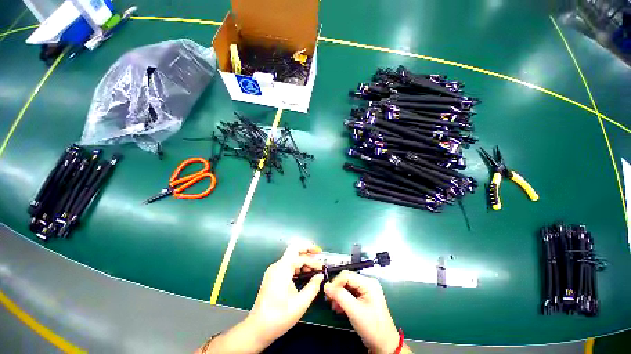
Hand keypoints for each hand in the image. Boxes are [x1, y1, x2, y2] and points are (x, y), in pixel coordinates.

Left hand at [247, 242, 324, 347]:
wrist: (258, 329)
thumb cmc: (279, 317)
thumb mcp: (300, 303)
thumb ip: (313, 287)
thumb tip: (320, 276)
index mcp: (282, 269)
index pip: (301, 258)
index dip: (313, 262)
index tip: (322, 269)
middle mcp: (277, 266)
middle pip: (294, 249)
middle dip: (307, 249)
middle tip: (318, 253)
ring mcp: (274, 270)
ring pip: (291, 257)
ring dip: (303, 259)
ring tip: (314, 267)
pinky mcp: (273, 276)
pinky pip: (287, 265)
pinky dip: (297, 266)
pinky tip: (304, 273)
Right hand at [324, 270, 401, 353]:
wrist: (384, 344)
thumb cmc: (372, 327)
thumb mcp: (354, 311)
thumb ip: (340, 296)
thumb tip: (326, 286)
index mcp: (368, 283)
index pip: (347, 275)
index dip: (335, 282)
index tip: (327, 293)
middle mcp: (367, 283)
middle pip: (346, 279)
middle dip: (336, 289)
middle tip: (329, 300)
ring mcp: (366, 290)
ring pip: (347, 286)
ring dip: (338, 295)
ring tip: (333, 306)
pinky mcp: (363, 297)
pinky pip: (350, 293)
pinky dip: (343, 299)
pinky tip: (339, 307)